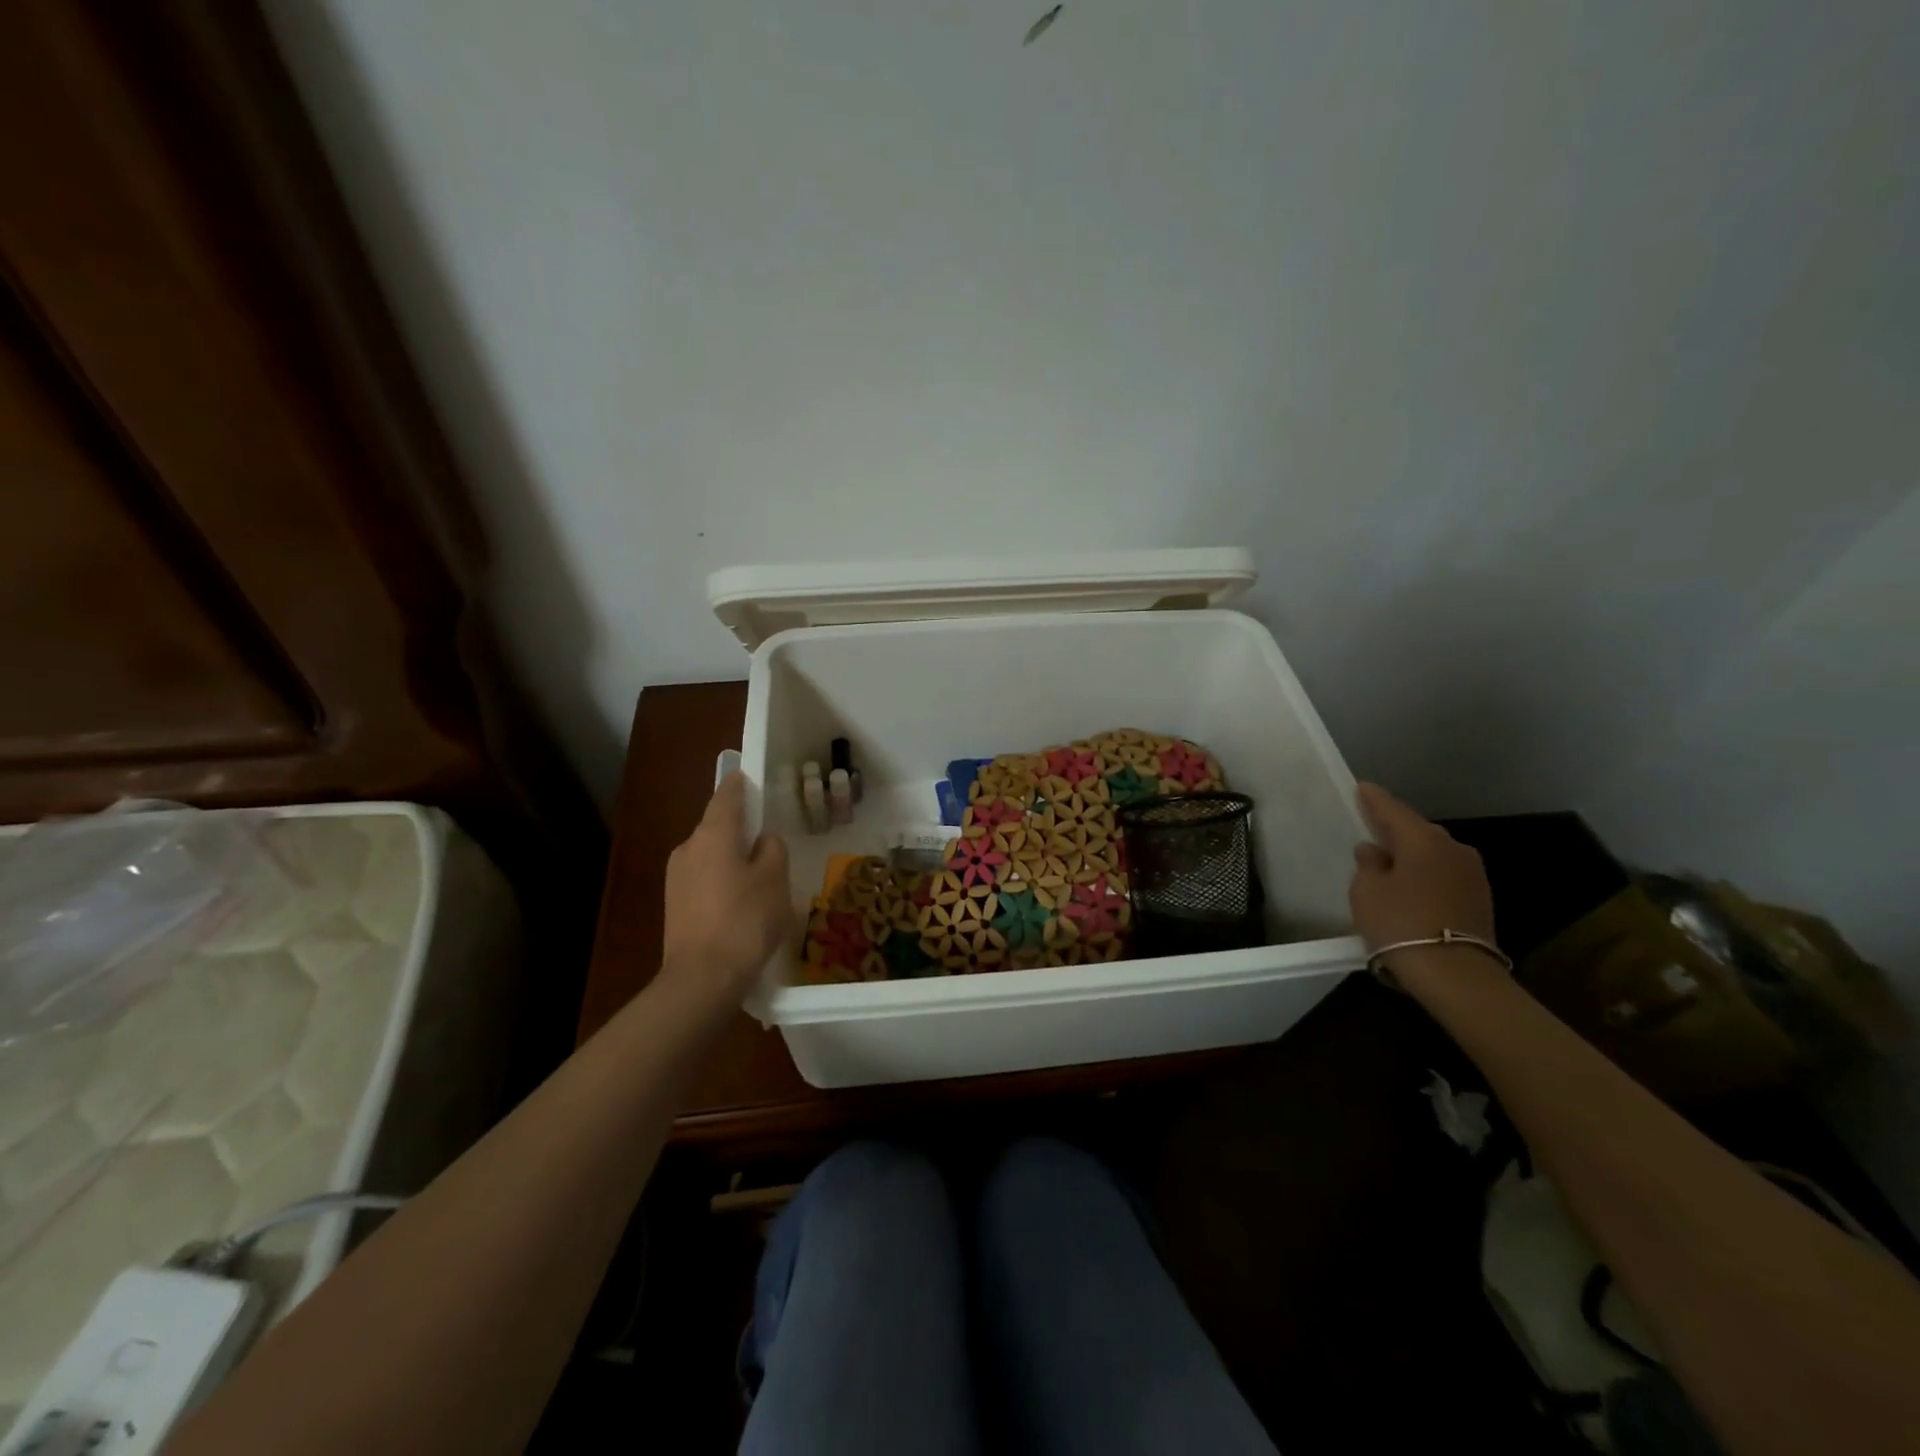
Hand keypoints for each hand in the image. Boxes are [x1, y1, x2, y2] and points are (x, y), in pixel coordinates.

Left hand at [659, 773, 792, 1005]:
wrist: (702, 979)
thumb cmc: (745, 921)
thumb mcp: (775, 879)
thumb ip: (773, 849)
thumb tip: (763, 839)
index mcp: (713, 834)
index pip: (726, 795)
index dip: (740, 784)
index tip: (750, 778)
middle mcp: (688, 848)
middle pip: (718, 827)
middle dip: (741, 830)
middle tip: (769, 841)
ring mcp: (676, 878)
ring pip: (711, 855)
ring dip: (732, 859)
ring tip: (761, 881)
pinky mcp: (674, 905)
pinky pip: (704, 880)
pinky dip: (722, 882)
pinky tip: (741, 905)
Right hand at [1349, 783, 1498, 986]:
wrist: (1455, 974)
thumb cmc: (1400, 923)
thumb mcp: (1366, 891)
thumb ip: (1367, 864)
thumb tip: (1374, 851)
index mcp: (1423, 839)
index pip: (1393, 810)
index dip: (1374, 799)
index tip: (1362, 787)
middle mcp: (1453, 848)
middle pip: (1417, 831)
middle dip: (1394, 828)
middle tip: (1372, 827)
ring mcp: (1472, 874)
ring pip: (1433, 853)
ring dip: (1412, 854)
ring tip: (1389, 860)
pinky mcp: (1480, 899)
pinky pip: (1444, 874)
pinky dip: (1426, 873)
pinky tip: (1411, 884)